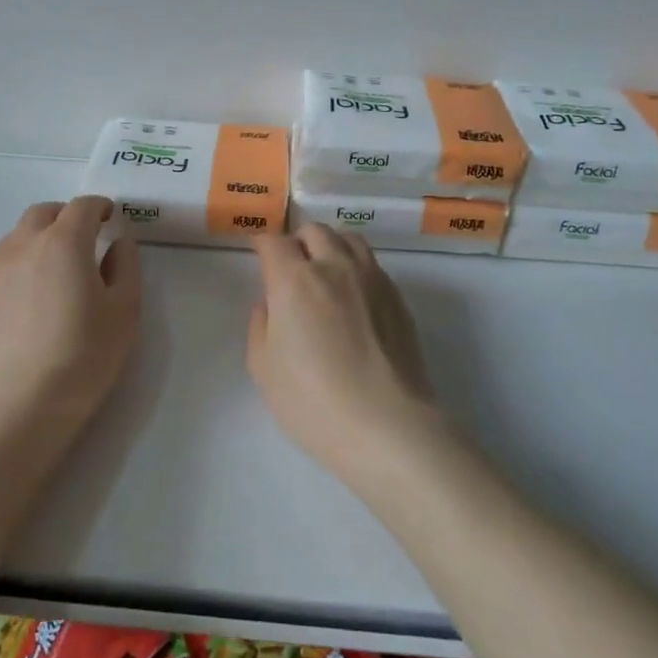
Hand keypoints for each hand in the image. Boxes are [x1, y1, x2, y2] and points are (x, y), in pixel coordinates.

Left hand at [0, 196, 141, 423]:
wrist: (24, 401)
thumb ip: (125, 264)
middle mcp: (23, 245)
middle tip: (83, 238)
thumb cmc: (86, 352)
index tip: (109, 218)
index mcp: (64, 241)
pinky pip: (1, 270)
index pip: (82, 206)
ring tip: (54, 269)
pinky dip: (19, 270)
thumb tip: (118, 240)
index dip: (99, 206)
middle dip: (65, 216)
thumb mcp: (124, 308)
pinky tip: (30, 304)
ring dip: (38, 240)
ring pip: (16, 238)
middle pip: (43, 213)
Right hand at [247, 224, 442, 484]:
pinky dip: (356, 268)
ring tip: (325, 272)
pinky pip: (372, 265)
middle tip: (291, 268)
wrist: (388, 427)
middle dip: (297, 242)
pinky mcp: (397, 297)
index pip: (274, 242)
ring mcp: (372, 278)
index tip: (260, 257)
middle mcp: (334, 266)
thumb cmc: (313, 402)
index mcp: (294, 279)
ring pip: (348, 239)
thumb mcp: (264, 369)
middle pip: (314, 231)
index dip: (263, 246)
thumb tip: (269, 304)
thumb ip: (260, 326)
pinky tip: (354, 297)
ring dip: (330, 247)